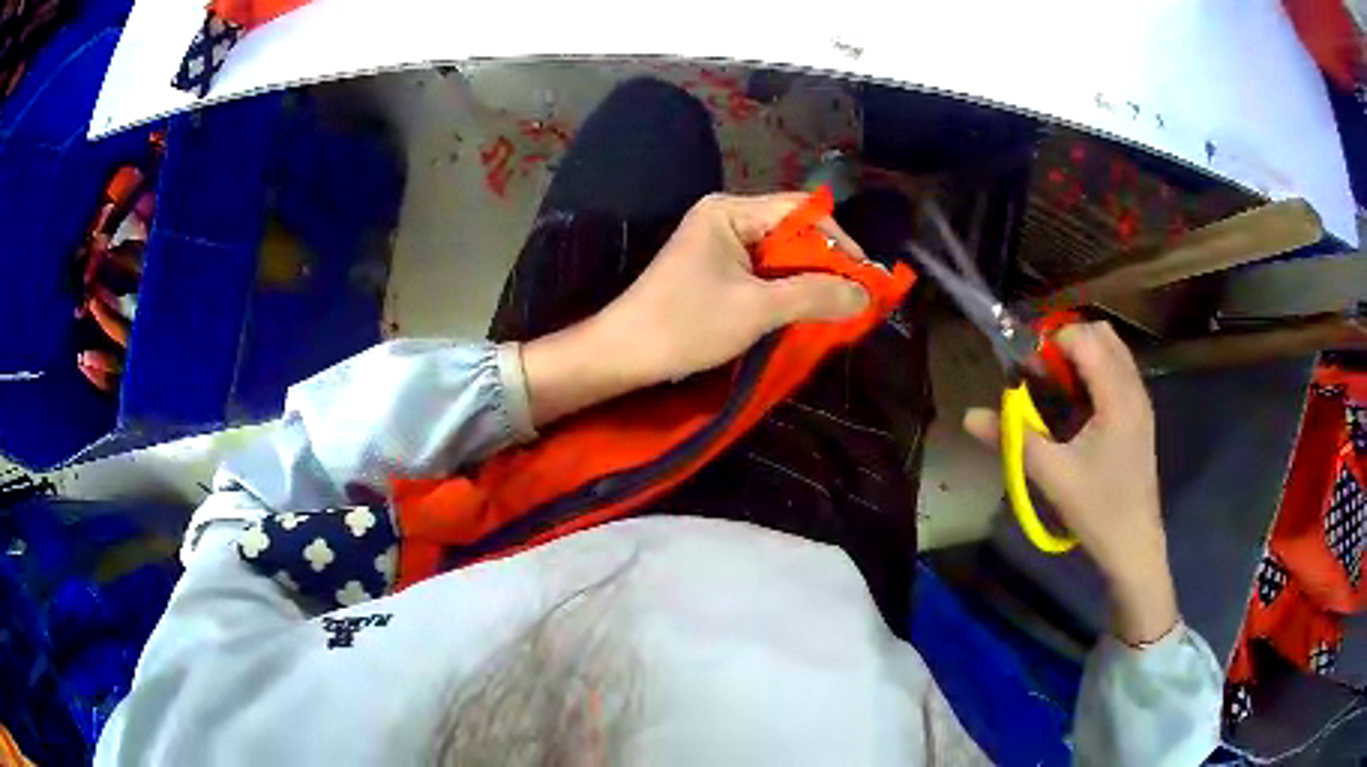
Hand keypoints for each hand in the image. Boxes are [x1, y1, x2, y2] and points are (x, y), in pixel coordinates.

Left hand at [522, 193, 869, 425]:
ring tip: (837, 307)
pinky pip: (763, 272)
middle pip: (792, 231)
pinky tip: (804, 311)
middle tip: (855, 298)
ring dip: (808, 280)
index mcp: (730, 211)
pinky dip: (786, 291)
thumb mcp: (756, 309)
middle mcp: (726, 217)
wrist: (623, 354)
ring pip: (780, 254)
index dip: (838, 241)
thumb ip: (814, 296)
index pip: (801, 211)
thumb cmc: (685, 325)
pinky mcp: (715, 270)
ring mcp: (718, 244)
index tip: (865, 278)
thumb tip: (865, 295)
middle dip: (825, 264)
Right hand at [965, 322, 1178, 644]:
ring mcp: (1140, 401)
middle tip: (1041, 375)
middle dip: (1067, 343)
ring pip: (1112, 352)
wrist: (1134, 545)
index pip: (1084, 339)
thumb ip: (1012, 437)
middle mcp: (1134, 388)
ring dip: (1082, 357)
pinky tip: (1077, 408)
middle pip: (1102, 335)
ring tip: (1056, 389)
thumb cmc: (1097, 509)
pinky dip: (1094, 373)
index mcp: (1117, 396)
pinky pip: (1117, 372)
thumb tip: (970, 416)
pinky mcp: (1139, 416)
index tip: (1027, 370)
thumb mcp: (1052, 474)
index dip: (1051, 343)